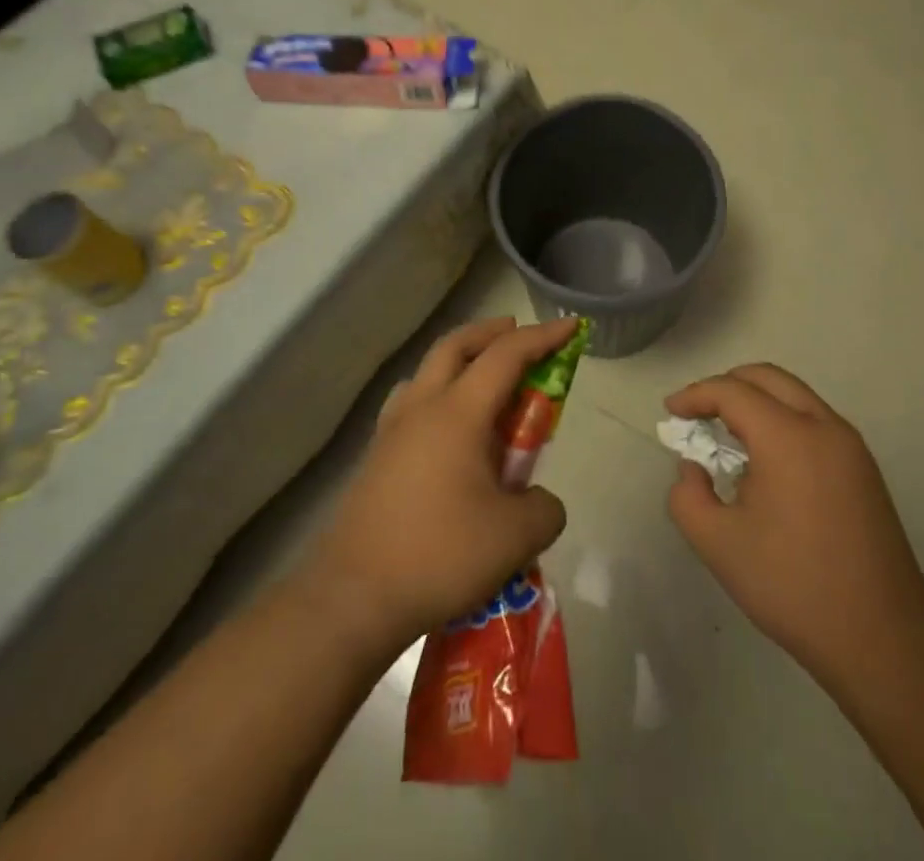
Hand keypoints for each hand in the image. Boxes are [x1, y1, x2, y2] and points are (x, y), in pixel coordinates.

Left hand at [305, 317, 572, 654]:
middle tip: (518, 334)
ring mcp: (391, 431)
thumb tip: (536, 502)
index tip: (571, 326)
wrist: (352, 598)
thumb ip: (543, 509)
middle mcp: (422, 407)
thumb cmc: (439, 555)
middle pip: (456, 345)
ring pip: (427, 371)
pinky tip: (447, 432)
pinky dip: (437, 396)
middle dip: (492, 332)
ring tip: (483, 383)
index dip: (543, 336)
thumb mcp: (516, 537)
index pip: (507, 355)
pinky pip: (411, 405)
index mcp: (458, 412)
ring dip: (459, 361)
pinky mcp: (375, 458)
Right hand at [665, 364, 923, 683]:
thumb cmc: (793, 586)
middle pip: (768, 378)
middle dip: (726, 386)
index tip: (670, 413)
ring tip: (727, 438)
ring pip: (794, 396)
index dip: (695, 395)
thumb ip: (687, 496)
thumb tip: (693, 468)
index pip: (733, 391)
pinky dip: (782, 420)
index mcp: (788, 437)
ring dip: (756, 402)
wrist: (882, 639)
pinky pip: (814, 421)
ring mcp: (850, 446)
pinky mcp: (863, 468)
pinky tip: (765, 463)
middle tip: (698, 414)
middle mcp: (823, 427)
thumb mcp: (718, 545)